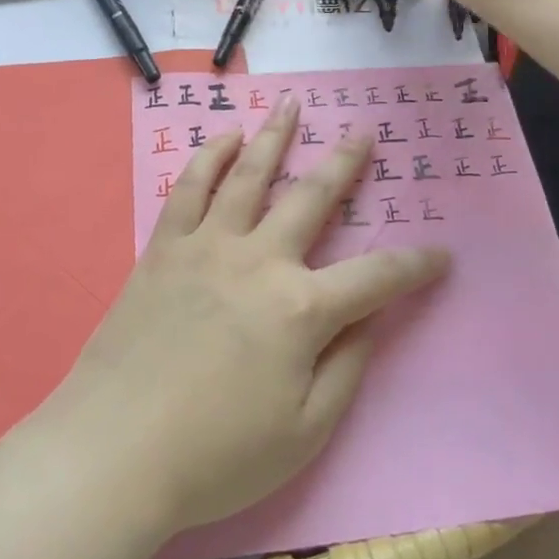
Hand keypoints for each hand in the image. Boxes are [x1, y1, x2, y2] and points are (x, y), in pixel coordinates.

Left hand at [51, 94, 449, 533]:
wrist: (116, 448)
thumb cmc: (216, 454)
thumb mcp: (304, 434)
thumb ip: (345, 369)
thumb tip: (369, 320)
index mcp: (301, 308)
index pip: (375, 276)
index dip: (415, 265)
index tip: (442, 255)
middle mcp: (260, 259)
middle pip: (312, 197)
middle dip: (345, 163)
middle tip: (363, 131)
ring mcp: (208, 244)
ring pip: (251, 174)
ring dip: (275, 136)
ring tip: (291, 104)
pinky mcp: (165, 246)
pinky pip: (191, 187)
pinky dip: (210, 156)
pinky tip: (225, 137)